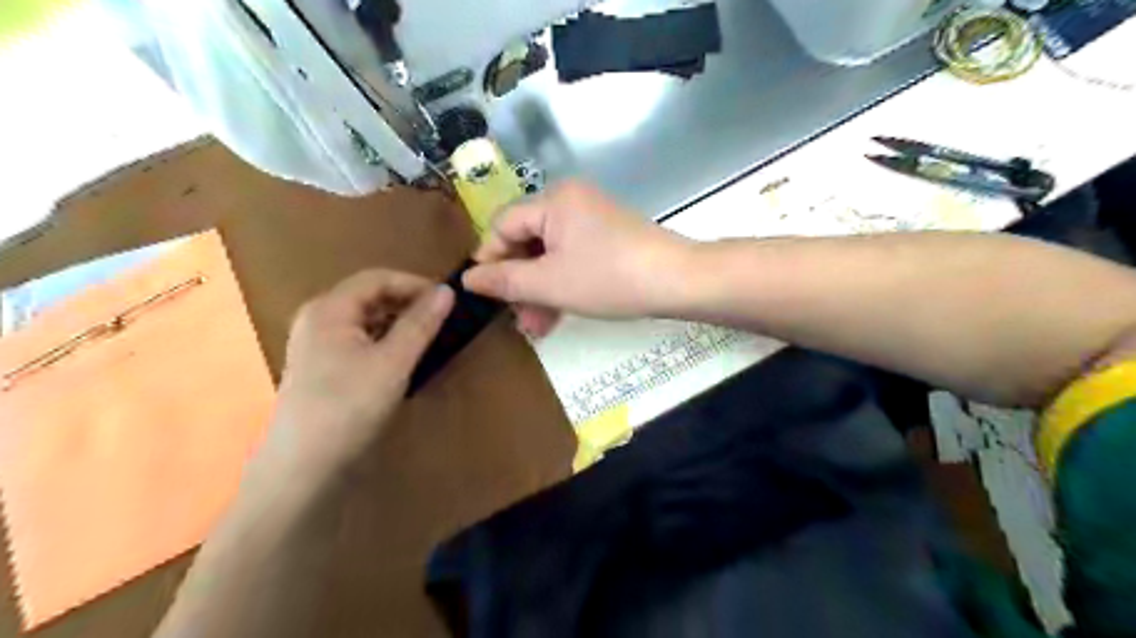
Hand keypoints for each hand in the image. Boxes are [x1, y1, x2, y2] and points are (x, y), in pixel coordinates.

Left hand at [257, 269, 453, 482]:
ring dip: (398, 323)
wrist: (302, 466)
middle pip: (369, 296)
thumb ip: (420, 324)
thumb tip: (448, 292)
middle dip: (407, 303)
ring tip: (428, 338)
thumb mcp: (393, 362)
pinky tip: (402, 359)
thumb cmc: (348, 406)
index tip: (447, 300)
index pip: (377, 278)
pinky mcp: (321, 366)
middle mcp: (318, 318)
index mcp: (329, 308)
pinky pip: (359, 340)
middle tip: (442, 320)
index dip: (415, 284)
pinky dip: (384, 341)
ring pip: (365, 319)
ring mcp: (316, 343)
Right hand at [460, 182, 692, 336]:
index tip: (484, 294)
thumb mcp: (550, 284)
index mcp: (553, 200)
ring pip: (550, 255)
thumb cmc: (608, 278)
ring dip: (539, 291)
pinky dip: (562, 284)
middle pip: (527, 241)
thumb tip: (468, 279)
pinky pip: (572, 258)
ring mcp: (592, 219)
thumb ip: (504, 280)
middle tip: (515, 319)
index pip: (503, 225)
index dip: (489, 260)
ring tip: (535, 327)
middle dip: (519, 283)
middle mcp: (570, 201)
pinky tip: (556, 316)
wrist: (677, 281)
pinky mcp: (608, 238)